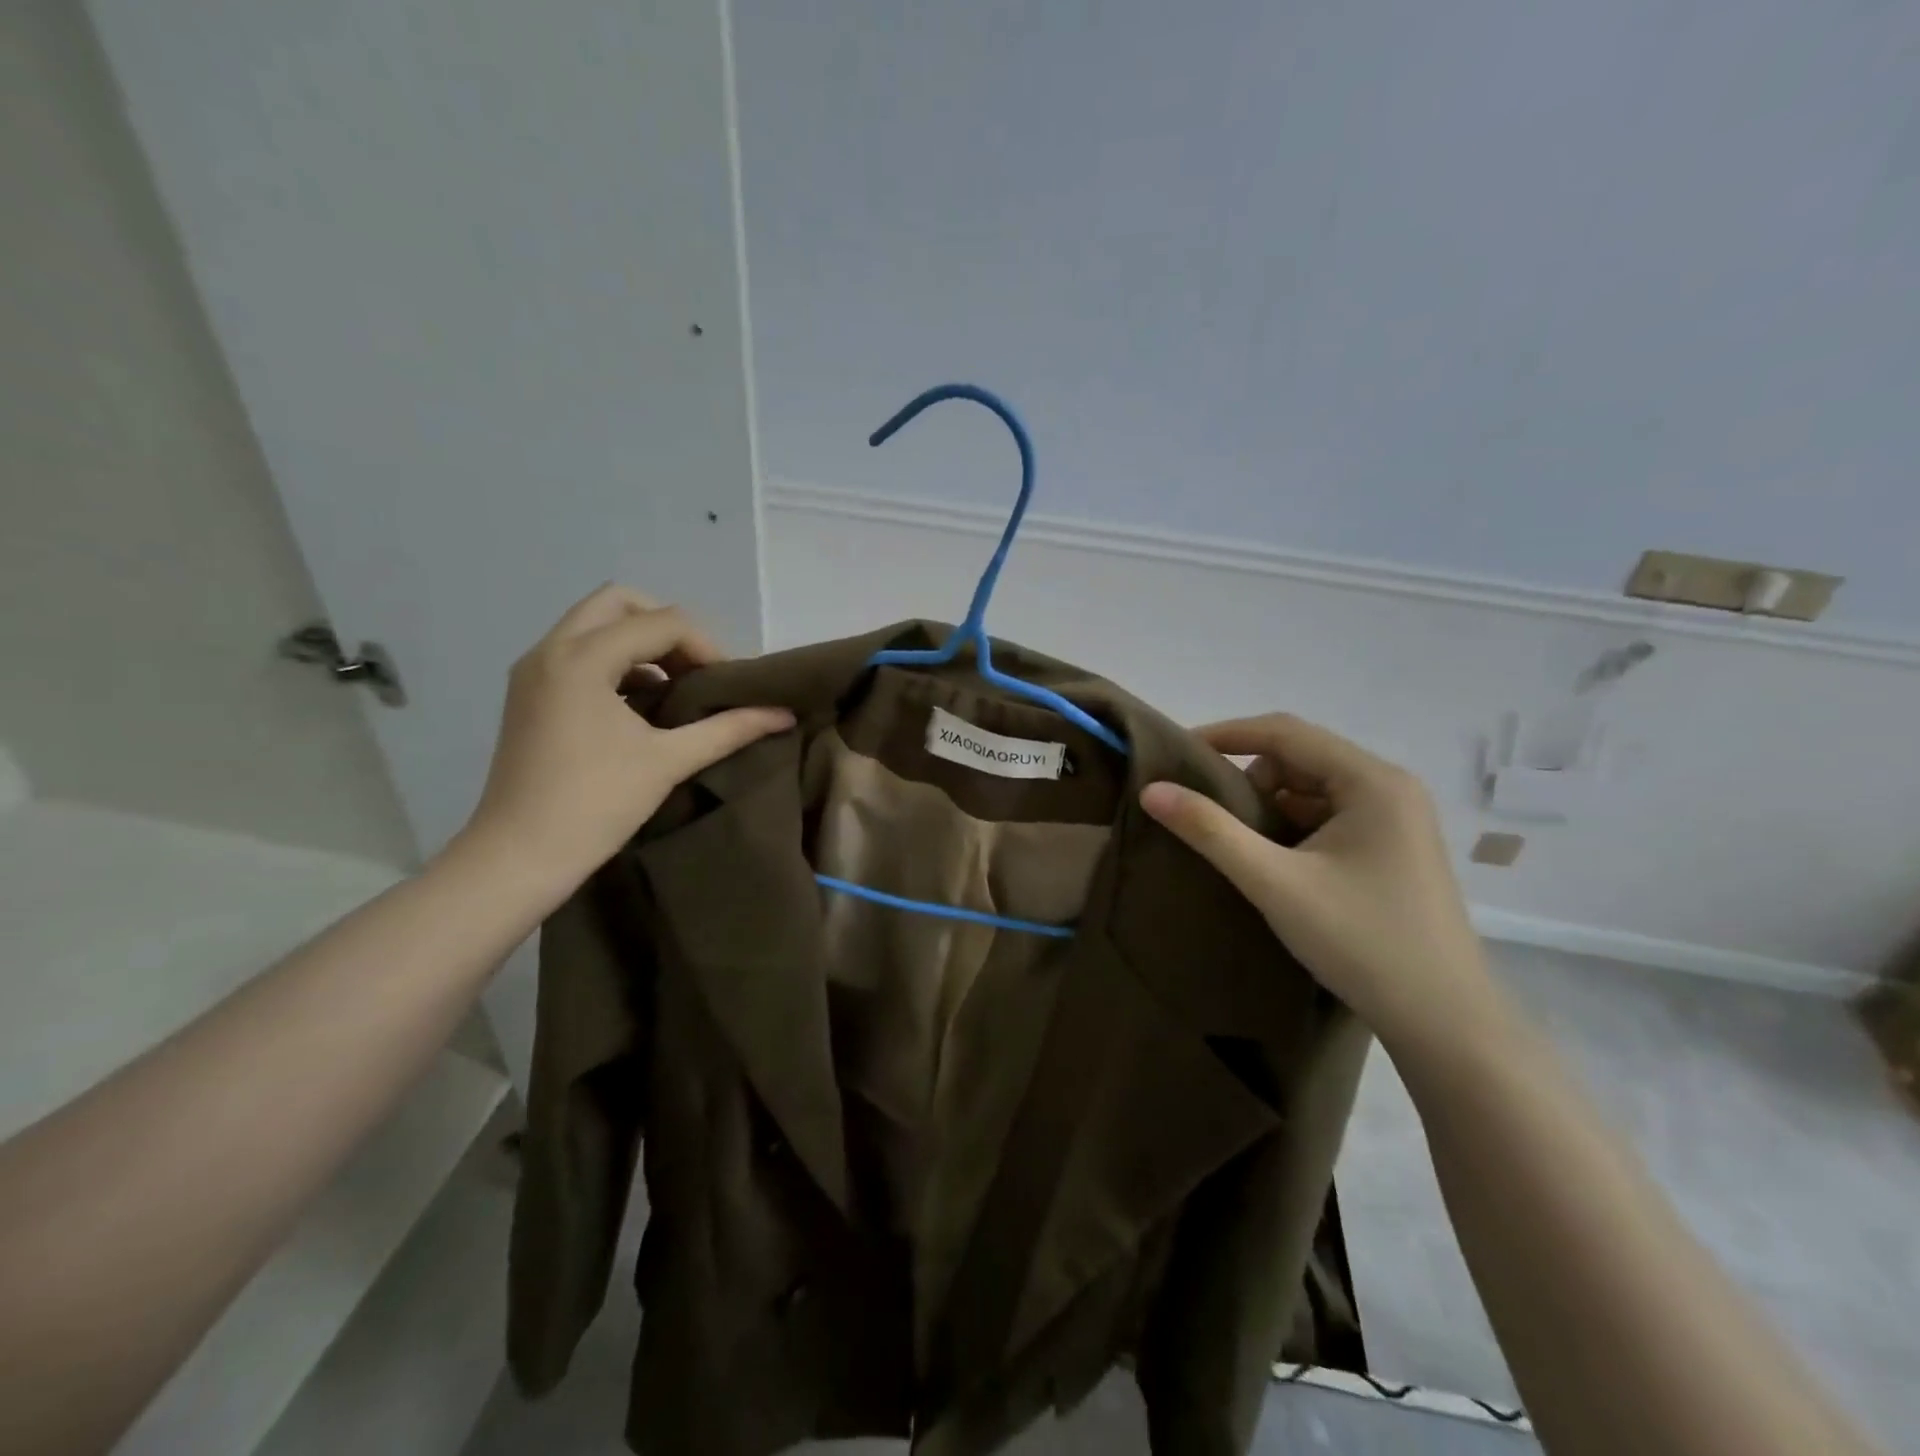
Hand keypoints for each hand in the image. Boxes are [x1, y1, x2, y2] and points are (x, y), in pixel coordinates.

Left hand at [457, 585, 792, 900]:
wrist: (518, 857)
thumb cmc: (595, 805)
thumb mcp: (669, 761)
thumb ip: (730, 729)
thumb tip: (784, 714)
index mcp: (582, 658)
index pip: (661, 622)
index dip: (705, 646)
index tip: (727, 685)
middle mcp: (551, 649)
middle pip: (620, 602)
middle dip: (668, 627)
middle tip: (696, 669)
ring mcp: (534, 670)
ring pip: (596, 625)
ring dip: (642, 643)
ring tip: (675, 687)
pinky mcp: (529, 694)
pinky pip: (579, 653)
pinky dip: (617, 662)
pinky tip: (642, 705)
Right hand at [1140, 714, 1499, 1051]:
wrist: (1445, 1022)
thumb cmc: (1361, 942)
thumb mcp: (1274, 883)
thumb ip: (1210, 831)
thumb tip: (1152, 790)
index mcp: (1372, 781)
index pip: (1285, 732)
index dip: (1226, 735)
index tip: (1177, 753)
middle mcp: (1390, 788)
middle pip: (1301, 758)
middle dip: (1249, 778)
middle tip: (1209, 813)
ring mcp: (1397, 819)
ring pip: (1313, 789)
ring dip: (1270, 805)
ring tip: (1239, 844)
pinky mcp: (1394, 849)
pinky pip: (1330, 816)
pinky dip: (1293, 827)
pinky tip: (1274, 862)